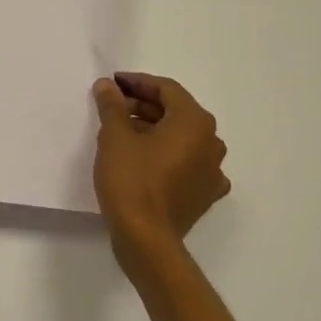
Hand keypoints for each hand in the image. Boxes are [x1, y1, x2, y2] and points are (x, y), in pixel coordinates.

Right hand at [92, 72, 229, 272]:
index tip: (113, 83)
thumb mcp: (115, 137)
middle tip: (113, 107)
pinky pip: (186, 163)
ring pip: (182, 138)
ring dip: (154, 129)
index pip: (167, 90)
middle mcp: (212, 142)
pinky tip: (145, 160)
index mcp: (195, 123)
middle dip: (144, 106)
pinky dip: (166, 155)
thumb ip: (112, 106)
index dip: (137, 83)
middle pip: (176, 112)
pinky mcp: (205, 194)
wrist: (146, 238)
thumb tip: (107, 86)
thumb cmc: (131, 180)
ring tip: (122, 132)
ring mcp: (212, 171)